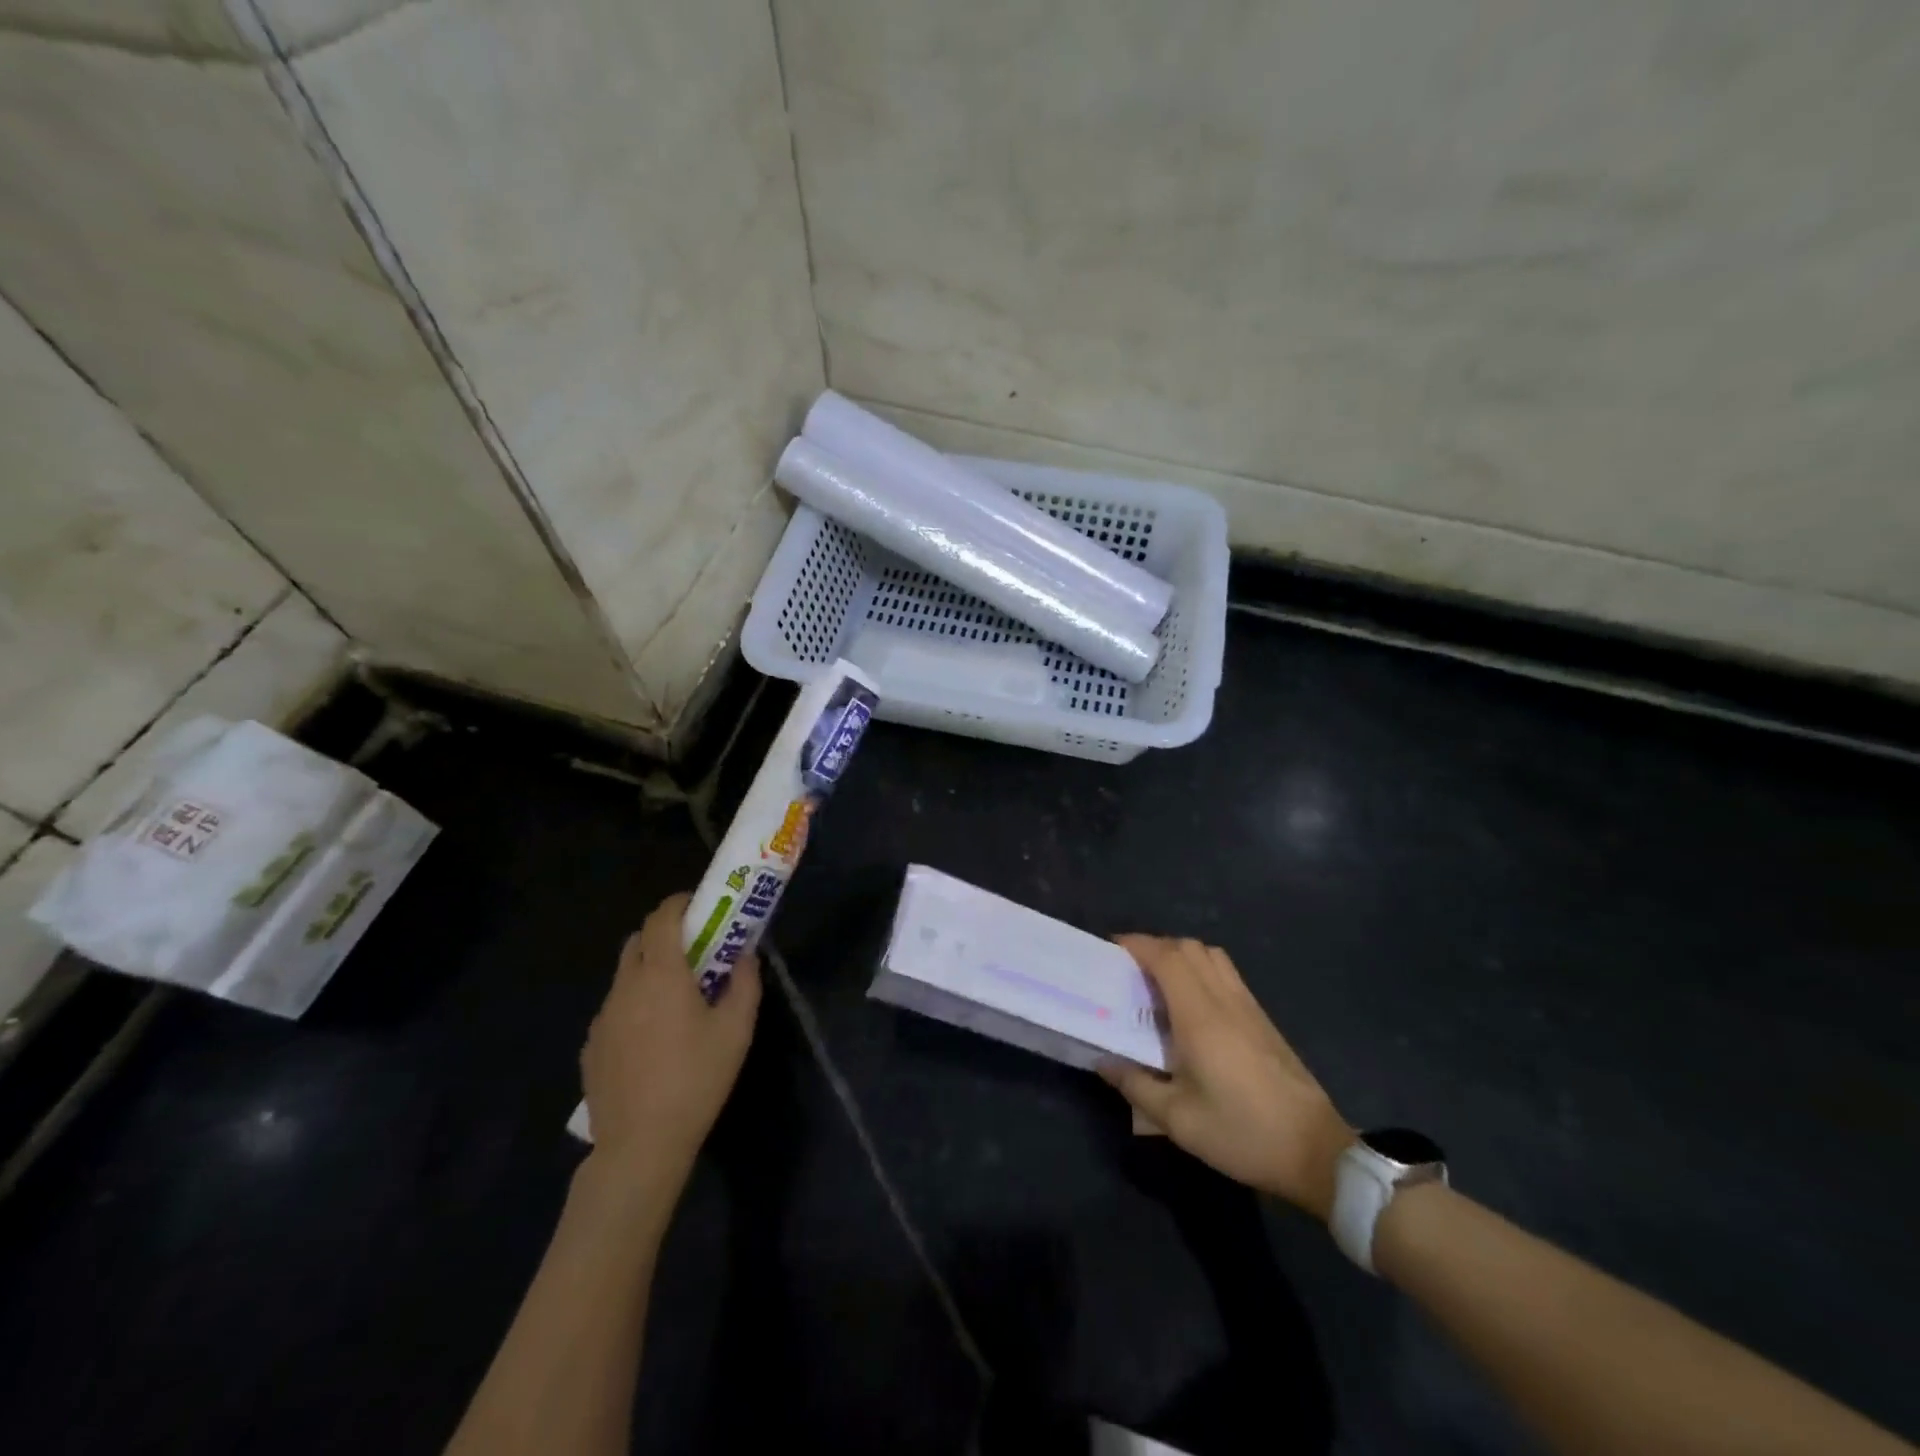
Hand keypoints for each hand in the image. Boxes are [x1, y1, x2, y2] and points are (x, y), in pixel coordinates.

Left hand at [579, 893, 761, 1200]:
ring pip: (625, 975)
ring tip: (677, 1000)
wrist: (640, 1145)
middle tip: (695, 951)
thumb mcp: (737, 1030)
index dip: (680, 903)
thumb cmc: (696, 1079)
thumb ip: (745, 983)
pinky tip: (653, 1039)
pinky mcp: (591, 1046)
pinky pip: (615, 1009)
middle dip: (665, 934)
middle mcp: (625, 986)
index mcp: (661, 974)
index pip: (662, 918)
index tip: (701, 906)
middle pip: (638, 940)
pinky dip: (635, 1005)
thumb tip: (745, 955)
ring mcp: (603, 1017)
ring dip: (649, 971)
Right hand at [1101, 936, 1352, 1220]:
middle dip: (1155, 947)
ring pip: (1211, 956)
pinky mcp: (1262, 1019)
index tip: (1111, 950)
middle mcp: (1224, 1000)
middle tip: (1130, 969)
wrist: (1316, 1152)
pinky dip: (1202, 970)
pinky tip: (1192, 1005)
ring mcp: (1248, 1006)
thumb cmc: (1242, 1133)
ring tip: (1158, 982)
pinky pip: (1226, 974)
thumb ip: (1135, 1085)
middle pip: (1188, 948)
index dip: (1137, 944)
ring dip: (1181, 956)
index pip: (1166, 958)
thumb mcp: (1178, 1120)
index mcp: (1200, 1017)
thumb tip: (1103, 1060)